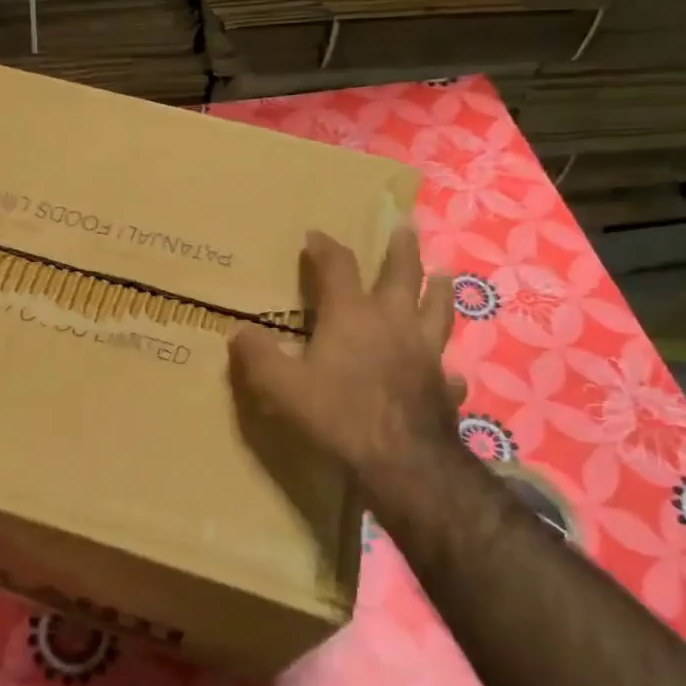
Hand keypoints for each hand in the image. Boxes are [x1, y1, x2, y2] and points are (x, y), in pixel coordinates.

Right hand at [229, 228, 481, 528]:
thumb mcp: (282, 386)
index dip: (325, 247)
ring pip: (438, 309)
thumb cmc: (337, 414)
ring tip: (444, 275)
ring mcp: (425, 352)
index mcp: (352, 315)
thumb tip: (237, 332)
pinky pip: (448, 370)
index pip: (338, 267)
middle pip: (402, 274)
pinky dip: (446, 366)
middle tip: (405, 226)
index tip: (315, 235)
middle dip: (400, 248)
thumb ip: (258, 356)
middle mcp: (393, 322)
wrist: (400, 460)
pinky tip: (447, 370)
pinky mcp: (443, 384)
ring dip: (439, 289)